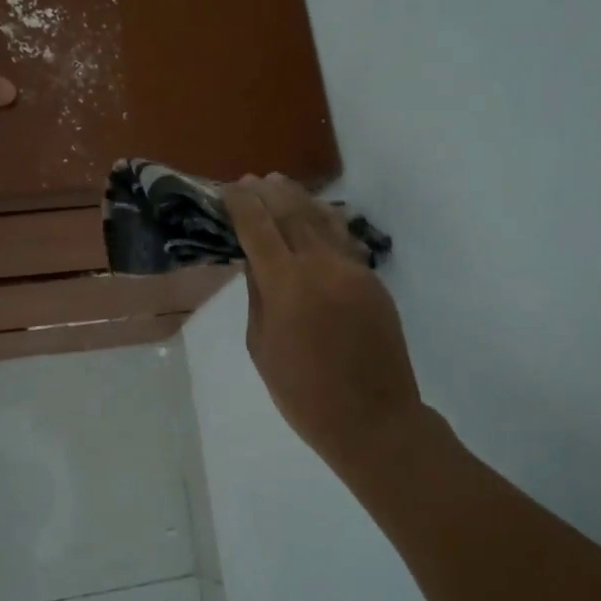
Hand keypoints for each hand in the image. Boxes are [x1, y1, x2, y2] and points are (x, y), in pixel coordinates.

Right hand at [222, 174, 423, 473]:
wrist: (373, 419)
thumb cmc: (303, 394)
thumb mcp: (262, 346)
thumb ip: (258, 296)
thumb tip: (255, 260)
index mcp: (287, 286)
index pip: (259, 228)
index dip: (241, 204)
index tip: (227, 189)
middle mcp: (322, 267)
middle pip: (292, 213)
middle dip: (268, 193)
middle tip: (250, 180)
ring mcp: (353, 271)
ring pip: (323, 220)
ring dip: (298, 198)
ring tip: (279, 184)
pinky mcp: (373, 282)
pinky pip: (343, 241)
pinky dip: (324, 221)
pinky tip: (313, 216)